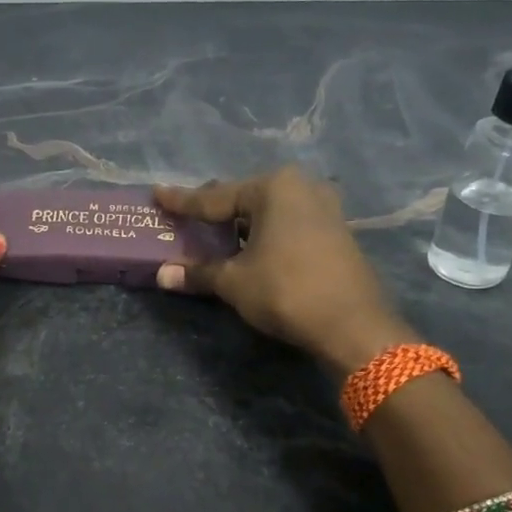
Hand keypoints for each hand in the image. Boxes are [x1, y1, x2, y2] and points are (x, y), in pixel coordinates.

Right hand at [155, 167, 415, 372]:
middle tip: (186, 216)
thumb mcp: (235, 282)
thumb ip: (199, 272)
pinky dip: (266, 233)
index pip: (215, 197)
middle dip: (215, 211)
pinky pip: (289, 223)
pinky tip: (252, 247)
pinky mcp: (337, 230)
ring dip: (242, 224)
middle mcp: (302, 187)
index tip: (158, 194)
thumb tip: (163, 275)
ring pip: (269, 211)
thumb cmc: (286, 291)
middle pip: (245, 198)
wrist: (353, 325)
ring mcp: (325, 207)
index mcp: (273, 188)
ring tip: (216, 234)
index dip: (183, 201)